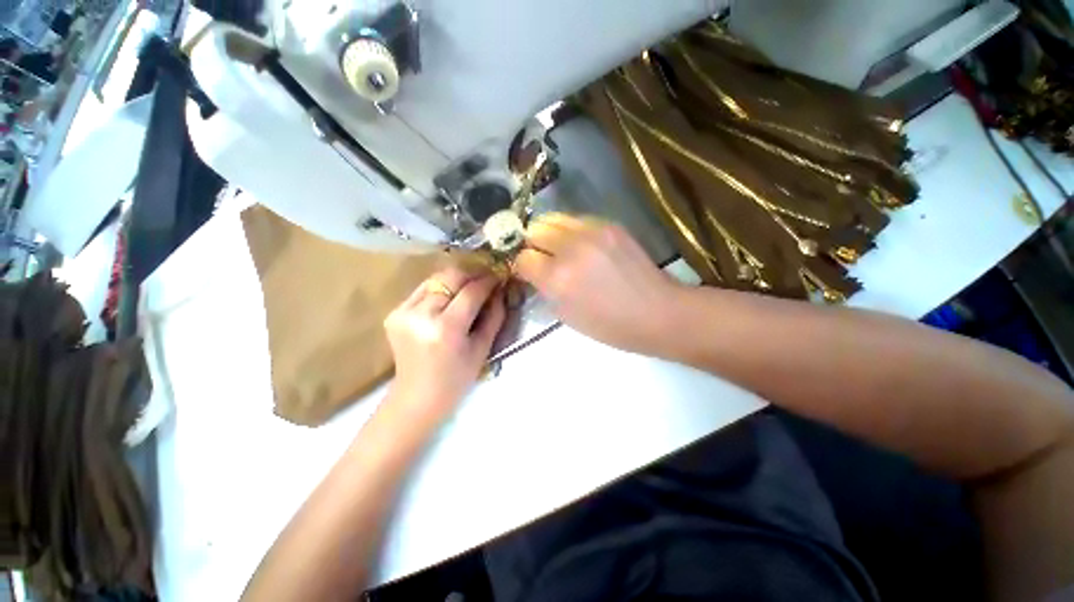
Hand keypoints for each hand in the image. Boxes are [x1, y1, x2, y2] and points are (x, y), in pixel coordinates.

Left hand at [383, 267, 505, 421]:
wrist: (416, 397)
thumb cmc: (456, 379)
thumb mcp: (483, 348)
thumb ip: (494, 316)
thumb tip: (500, 291)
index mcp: (446, 329)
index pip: (471, 292)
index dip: (488, 281)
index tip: (499, 277)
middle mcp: (421, 315)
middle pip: (450, 277)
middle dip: (472, 273)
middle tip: (486, 278)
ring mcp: (403, 312)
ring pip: (436, 279)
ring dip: (456, 280)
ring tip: (470, 287)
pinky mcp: (394, 313)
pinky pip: (423, 290)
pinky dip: (440, 290)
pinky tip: (449, 300)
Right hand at [512, 213, 684, 354]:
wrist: (657, 312)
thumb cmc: (610, 326)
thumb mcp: (566, 315)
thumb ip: (544, 288)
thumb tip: (533, 270)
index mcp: (558, 278)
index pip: (522, 258)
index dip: (521, 265)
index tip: (526, 270)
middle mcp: (571, 249)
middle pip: (534, 230)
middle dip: (531, 243)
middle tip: (539, 256)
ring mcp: (592, 232)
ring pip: (553, 218)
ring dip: (548, 233)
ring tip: (557, 247)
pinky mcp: (610, 225)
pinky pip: (576, 220)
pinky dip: (570, 231)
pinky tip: (580, 246)